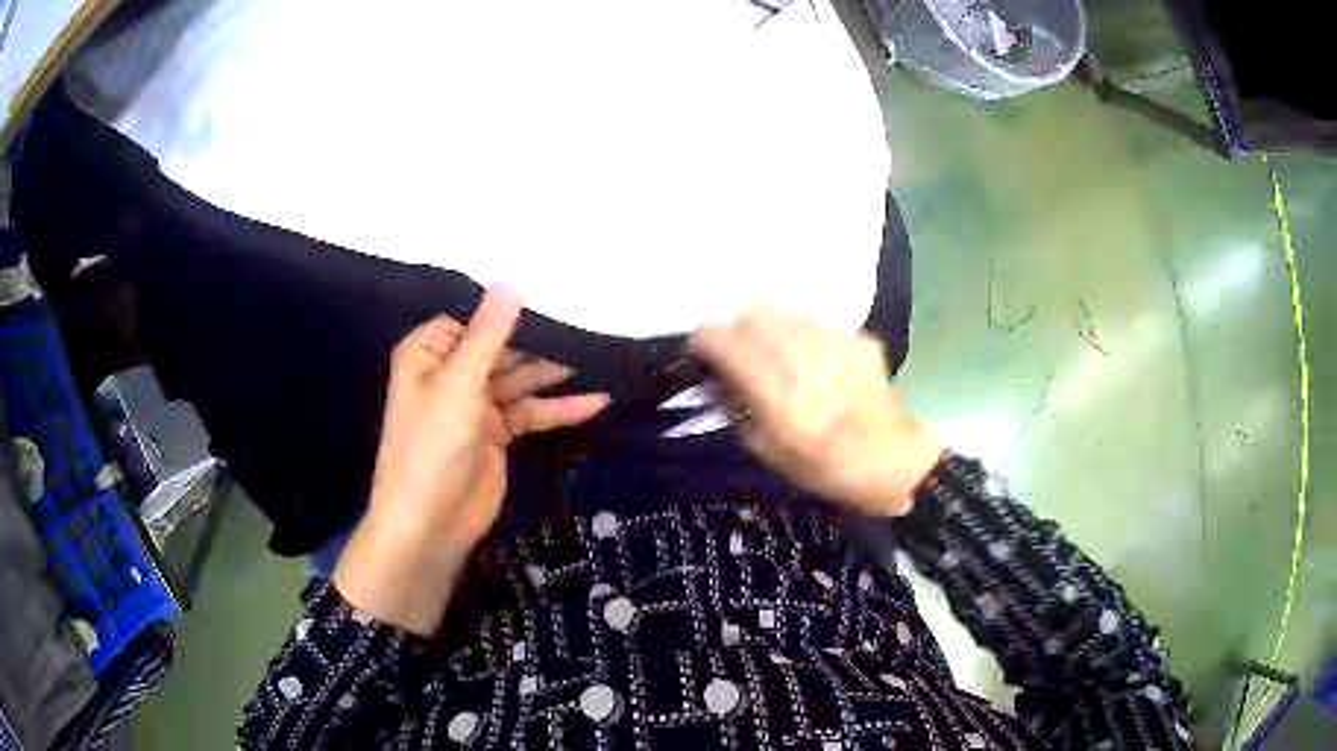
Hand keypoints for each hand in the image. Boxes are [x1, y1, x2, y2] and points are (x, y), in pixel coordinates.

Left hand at [334, 284, 609, 634]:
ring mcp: (475, 404)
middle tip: (589, 329)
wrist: (430, 524)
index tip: (557, 296)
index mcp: (429, 352)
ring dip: (555, 375)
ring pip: (520, 380)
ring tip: (599, 360)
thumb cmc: (432, 446)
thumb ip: (490, 334)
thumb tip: (511, 280)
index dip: (511, 310)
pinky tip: (595, 403)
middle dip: (541, 343)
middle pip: (502, 348)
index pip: (474, 318)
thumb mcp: (460, 383)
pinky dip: (558, 409)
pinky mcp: (497, 434)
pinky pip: (530, 412)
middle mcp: (451, 373)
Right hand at [691, 307, 942, 517]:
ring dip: (769, 332)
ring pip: (784, 314)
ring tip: (777, 359)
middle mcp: (811, 367)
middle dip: (737, 330)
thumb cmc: (824, 470)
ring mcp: (840, 348)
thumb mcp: (767, 452)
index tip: (698, 348)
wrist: (894, 462)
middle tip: (738, 352)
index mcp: (785, 405)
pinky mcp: (860, 340)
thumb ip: (735, 406)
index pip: (731, 346)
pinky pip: (813, 324)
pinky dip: (800, 338)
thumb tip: (712, 371)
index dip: (706, 340)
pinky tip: (812, 364)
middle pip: (755, 316)